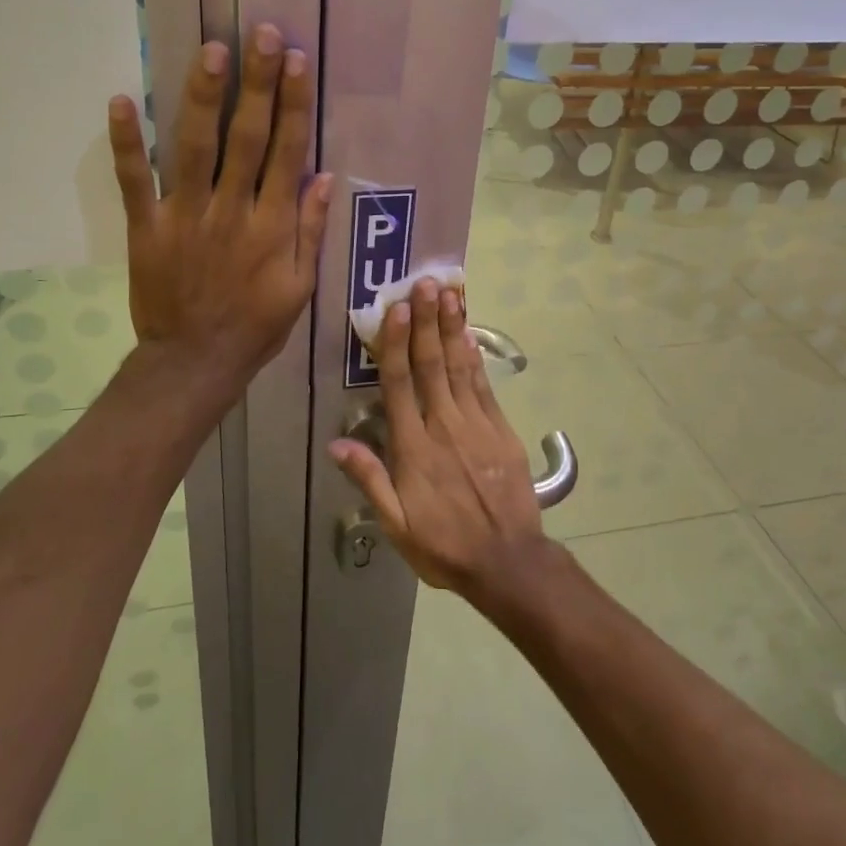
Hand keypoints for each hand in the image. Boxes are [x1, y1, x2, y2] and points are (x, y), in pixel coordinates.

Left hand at [108, 23, 332, 387]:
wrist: (195, 363)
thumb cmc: (255, 326)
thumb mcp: (300, 287)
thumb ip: (309, 230)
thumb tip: (324, 177)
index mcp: (271, 225)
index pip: (286, 152)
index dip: (292, 105)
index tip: (297, 62)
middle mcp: (231, 211)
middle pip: (246, 138)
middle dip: (257, 84)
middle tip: (263, 34)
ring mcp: (185, 217)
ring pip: (195, 148)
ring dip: (204, 98)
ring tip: (213, 51)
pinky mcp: (146, 229)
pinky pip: (134, 182)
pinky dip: (126, 143)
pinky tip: (121, 101)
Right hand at [328, 279, 550, 599]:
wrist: (508, 562)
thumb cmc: (444, 545)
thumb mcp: (397, 525)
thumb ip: (370, 481)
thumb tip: (336, 445)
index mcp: (413, 447)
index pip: (399, 384)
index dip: (395, 344)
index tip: (396, 309)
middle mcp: (443, 426)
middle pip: (431, 365)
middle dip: (427, 322)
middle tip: (425, 283)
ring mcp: (476, 425)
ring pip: (460, 367)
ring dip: (453, 328)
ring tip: (450, 294)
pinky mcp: (500, 430)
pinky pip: (485, 387)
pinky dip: (476, 358)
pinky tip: (470, 335)